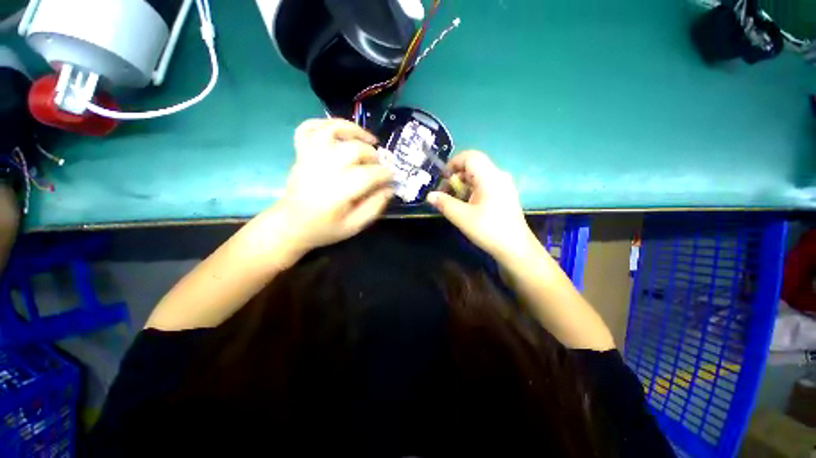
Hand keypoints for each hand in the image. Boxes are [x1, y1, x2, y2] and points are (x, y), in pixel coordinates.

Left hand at [270, 119, 393, 255]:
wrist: (291, 225)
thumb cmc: (325, 229)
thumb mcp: (355, 226)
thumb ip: (375, 207)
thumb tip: (389, 188)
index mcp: (339, 191)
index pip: (370, 174)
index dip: (385, 174)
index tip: (393, 178)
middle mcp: (324, 169)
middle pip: (355, 150)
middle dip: (374, 155)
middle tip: (380, 165)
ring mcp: (310, 157)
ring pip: (332, 131)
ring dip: (354, 130)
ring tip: (369, 139)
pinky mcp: (300, 153)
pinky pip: (308, 128)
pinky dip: (324, 123)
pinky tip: (339, 130)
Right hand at [427, 151, 536, 261]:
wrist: (516, 249)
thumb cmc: (489, 230)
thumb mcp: (462, 217)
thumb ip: (444, 203)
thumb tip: (430, 195)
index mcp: (490, 176)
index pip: (470, 157)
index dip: (453, 164)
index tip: (442, 179)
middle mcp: (498, 176)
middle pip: (473, 166)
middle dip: (455, 177)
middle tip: (445, 194)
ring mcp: (503, 186)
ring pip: (478, 177)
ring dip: (462, 185)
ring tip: (453, 201)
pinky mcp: (504, 196)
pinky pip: (485, 186)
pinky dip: (472, 191)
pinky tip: (467, 206)